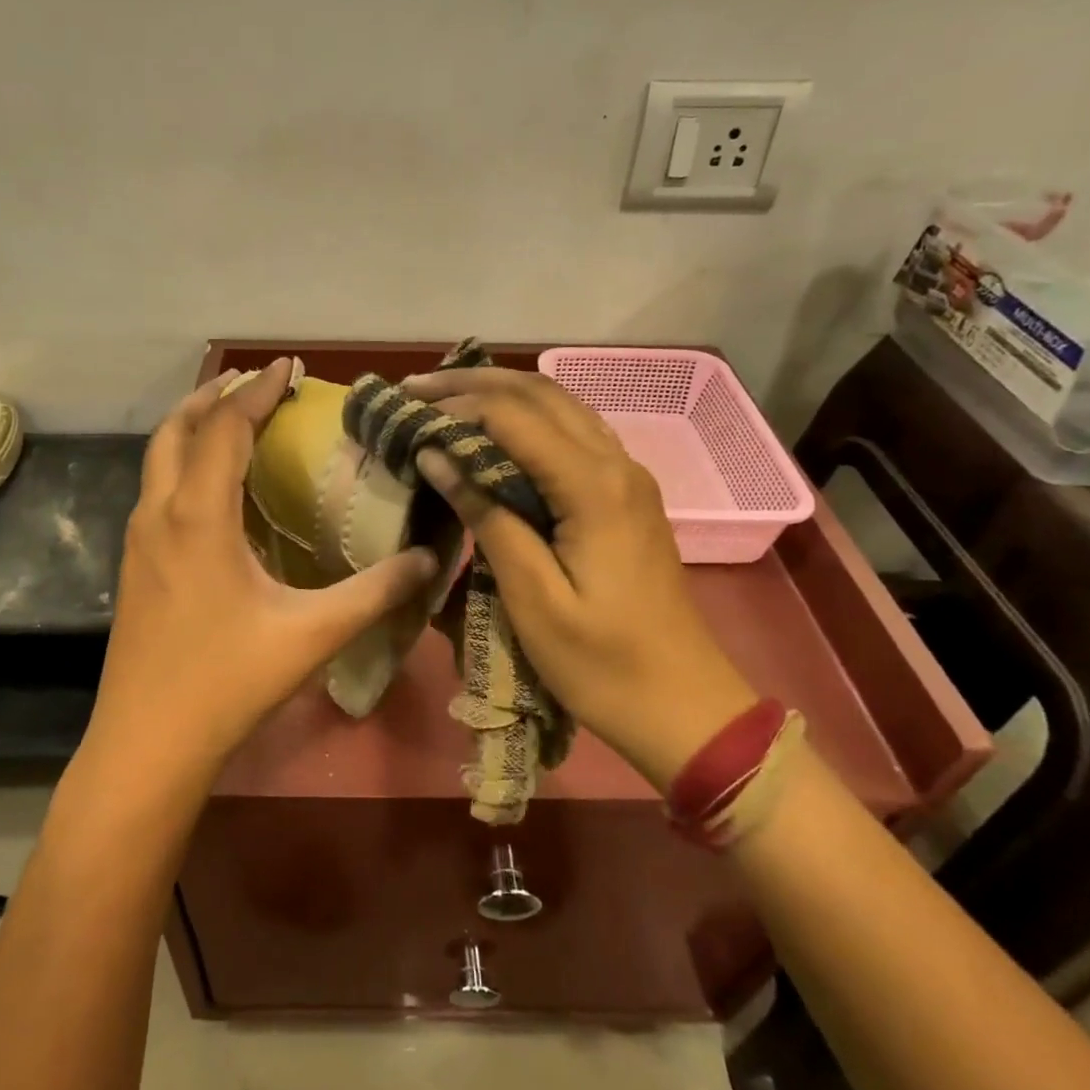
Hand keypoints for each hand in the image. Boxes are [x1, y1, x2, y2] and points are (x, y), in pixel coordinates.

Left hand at [89, 359, 440, 779]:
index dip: (258, 391)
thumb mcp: (313, 634)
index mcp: (199, 517)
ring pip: (158, 460)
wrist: (146, 744)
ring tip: (233, 421)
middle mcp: (159, 515)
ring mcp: (138, 541)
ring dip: (193, 429)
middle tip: (255, 383)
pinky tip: (214, 492)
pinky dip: (183, 465)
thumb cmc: (227, 683)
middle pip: (176, 430)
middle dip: (214, 396)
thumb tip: (431, 558)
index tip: (289, 367)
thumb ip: (376, 592)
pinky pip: (156, 491)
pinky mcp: (133, 567)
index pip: (225, 428)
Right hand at [406, 368, 755, 786]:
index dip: (456, 408)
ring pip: (560, 408)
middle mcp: (616, 464)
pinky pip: (572, 436)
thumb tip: (438, 457)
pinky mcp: (625, 496)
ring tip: (445, 398)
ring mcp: (627, 477)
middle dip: (474, 384)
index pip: (514, 417)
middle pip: (540, 395)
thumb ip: (488, 519)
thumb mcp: (534, 599)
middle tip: (415, 387)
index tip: (406, 415)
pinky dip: (527, 421)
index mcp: (594, 487)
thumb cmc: (602, 664)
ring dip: (501, 396)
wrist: (684, 705)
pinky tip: (495, 432)